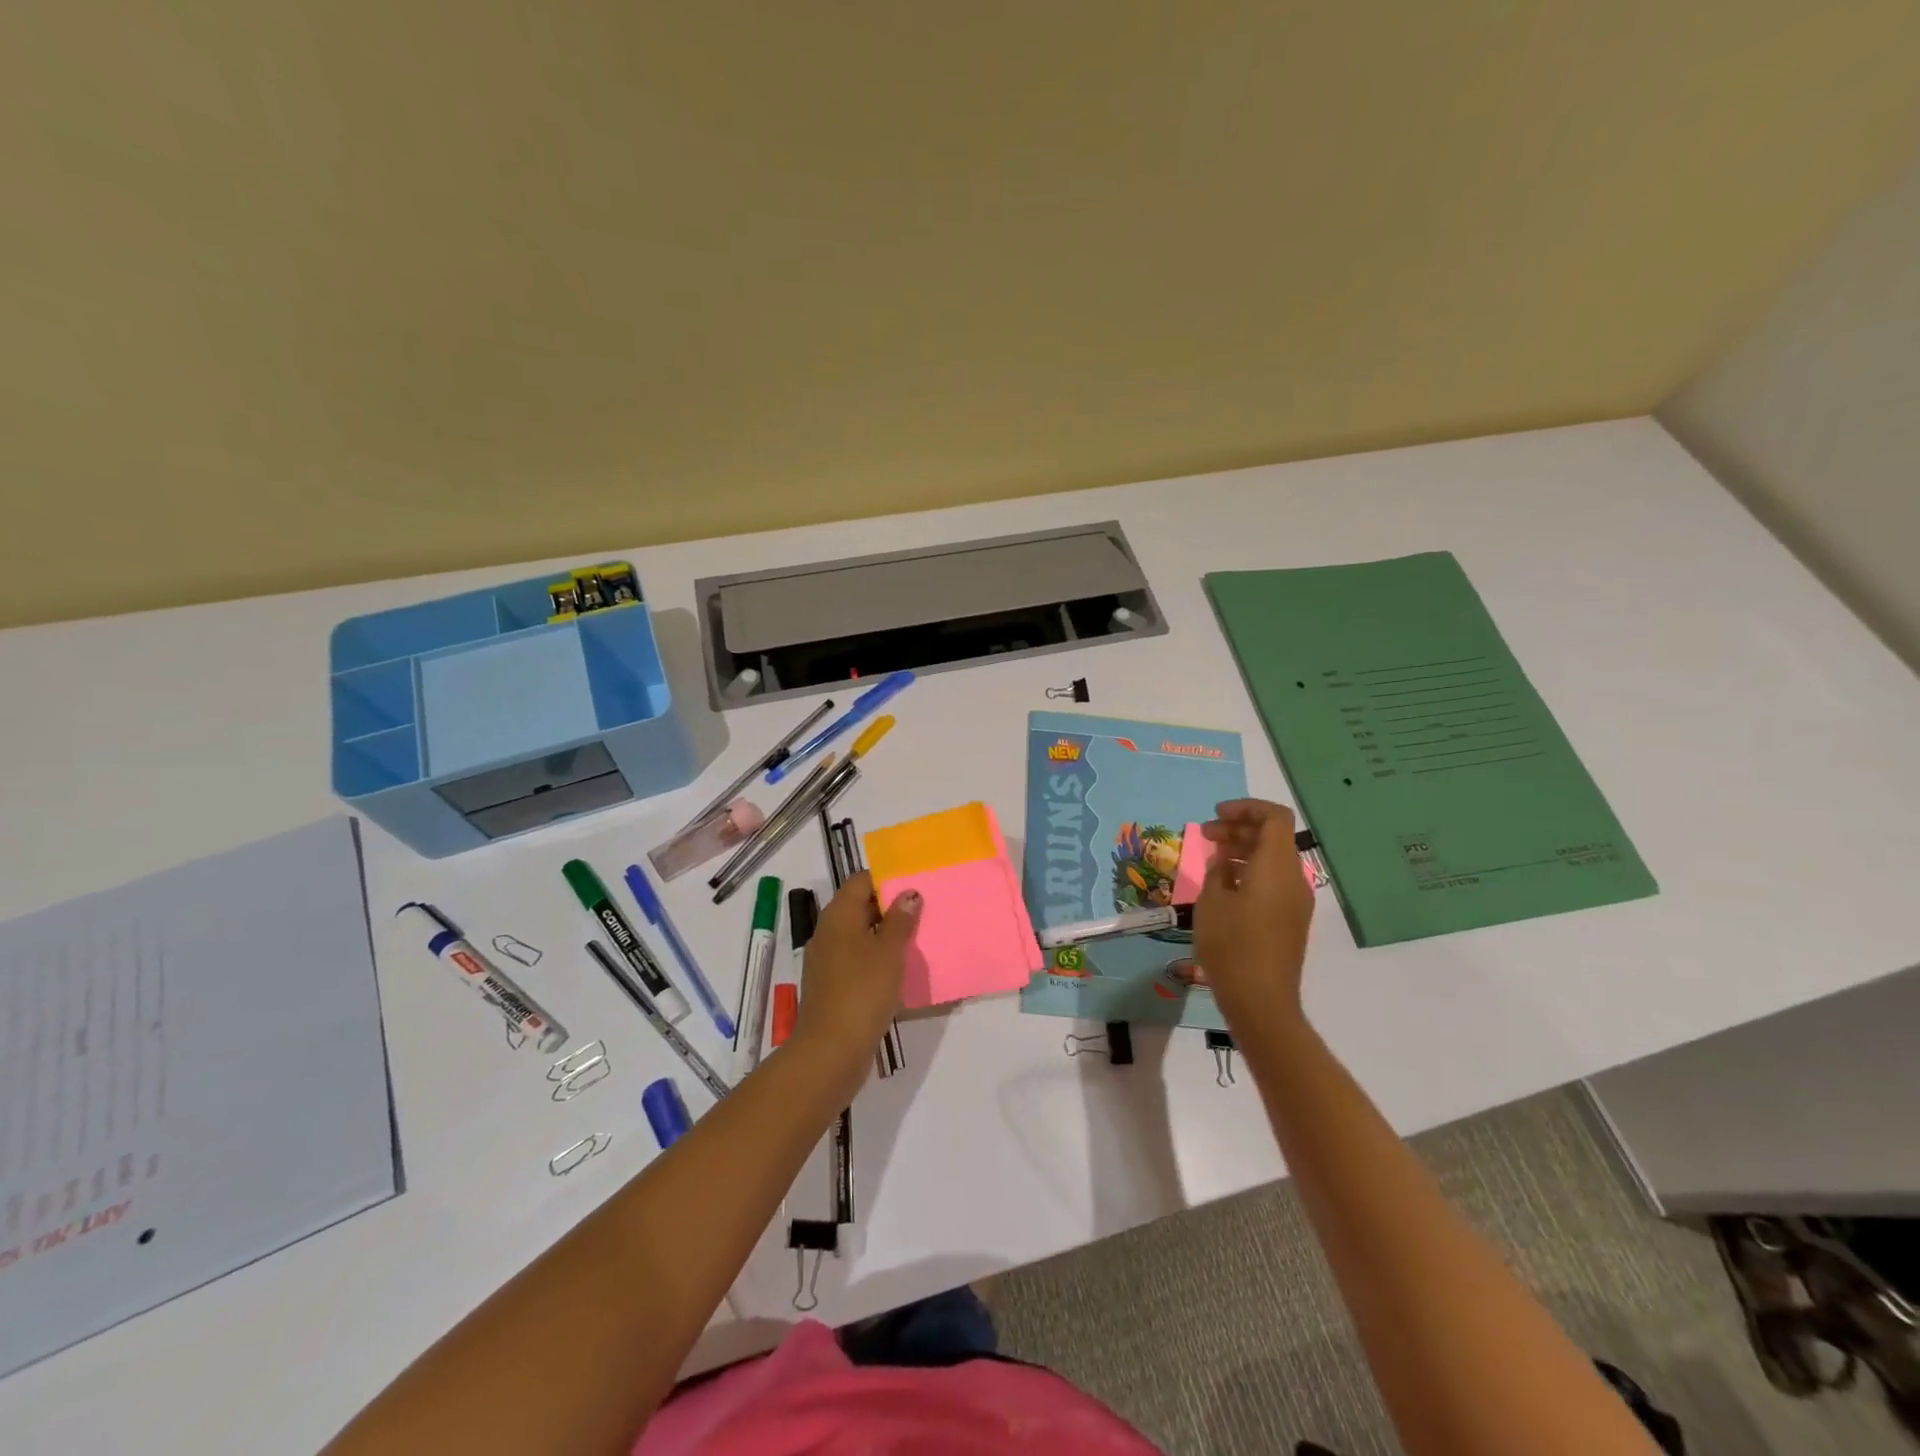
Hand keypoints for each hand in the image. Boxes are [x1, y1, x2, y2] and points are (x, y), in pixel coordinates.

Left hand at [791, 872, 917, 1090]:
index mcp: (838, 915)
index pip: (860, 881)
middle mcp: (828, 931)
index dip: (886, 878)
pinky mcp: (832, 985)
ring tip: (917, 938)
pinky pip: (857, 959)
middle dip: (889, 907)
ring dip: (885, 935)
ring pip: (859, 935)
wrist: (831, 1050)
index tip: (914, 884)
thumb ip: (900, 920)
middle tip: (923, 910)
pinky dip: (876, 958)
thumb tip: (908, 893)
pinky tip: (899, 969)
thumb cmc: (862, 990)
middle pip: (859, 906)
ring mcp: (827, 960)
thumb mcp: (889, 951)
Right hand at [1193, 799, 1314, 1032]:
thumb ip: (1218, 870)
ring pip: (1272, 860)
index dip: (1245, 808)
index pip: (1273, 817)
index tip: (1215, 815)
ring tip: (1211, 858)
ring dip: (1243, 850)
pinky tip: (1224, 886)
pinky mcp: (1290, 921)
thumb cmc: (1232, 945)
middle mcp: (1293, 879)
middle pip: (1272, 837)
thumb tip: (1225, 860)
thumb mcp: (1212, 901)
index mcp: (1277, 867)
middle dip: (1238, 828)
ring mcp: (1295, 902)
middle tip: (1205, 835)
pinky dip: (1250, 872)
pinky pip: (1273, 881)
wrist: (1261, 1001)